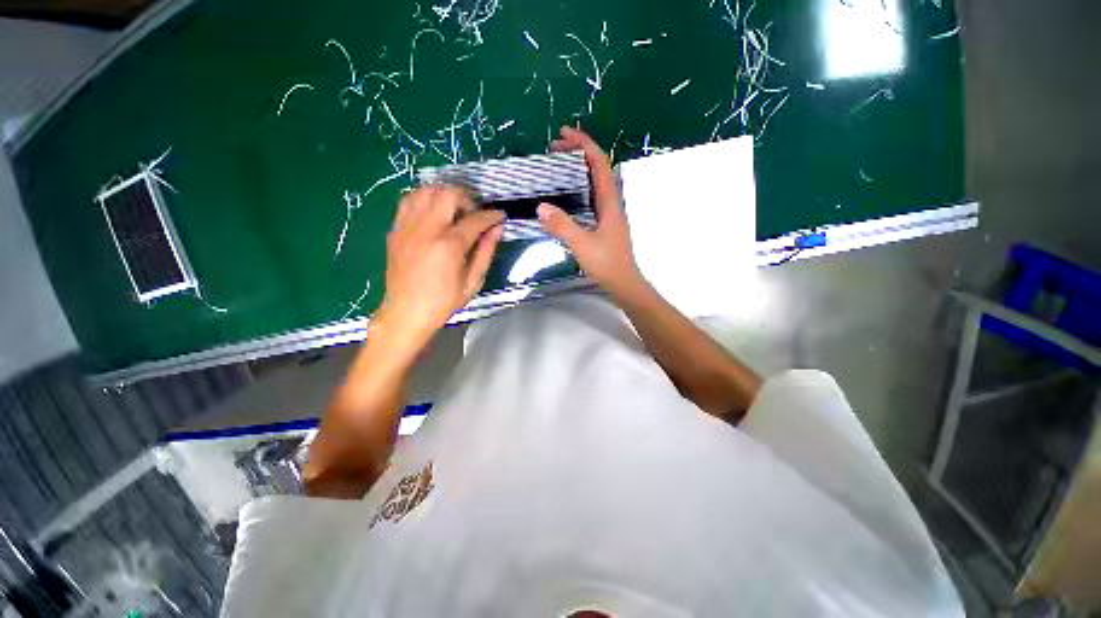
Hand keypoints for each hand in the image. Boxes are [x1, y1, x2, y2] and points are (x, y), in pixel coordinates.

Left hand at [378, 186, 503, 346]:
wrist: (406, 312)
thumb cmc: (444, 301)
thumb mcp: (473, 281)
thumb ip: (486, 251)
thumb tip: (497, 229)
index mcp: (449, 245)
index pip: (475, 219)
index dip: (491, 215)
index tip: (500, 216)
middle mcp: (427, 230)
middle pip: (447, 194)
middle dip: (467, 197)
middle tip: (474, 212)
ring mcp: (408, 227)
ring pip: (425, 191)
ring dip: (443, 194)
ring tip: (453, 209)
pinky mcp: (396, 230)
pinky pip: (408, 201)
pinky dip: (424, 199)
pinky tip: (433, 212)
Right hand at [538, 126, 647, 300]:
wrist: (623, 282)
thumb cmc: (606, 263)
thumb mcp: (582, 244)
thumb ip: (563, 226)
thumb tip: (542, 206)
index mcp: (609, 201)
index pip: (599, 162)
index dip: (584, 144)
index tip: (563, 134)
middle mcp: (611, 202)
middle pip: (598, 167)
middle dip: (578, 152)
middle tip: (554, 149)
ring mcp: (609, 212)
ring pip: (595, 181)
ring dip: (578, 168)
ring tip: (558, 166)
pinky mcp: (604, 223)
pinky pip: (592, 195)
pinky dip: (579, 186)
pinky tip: (567, 194)